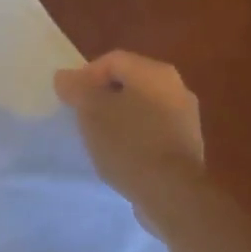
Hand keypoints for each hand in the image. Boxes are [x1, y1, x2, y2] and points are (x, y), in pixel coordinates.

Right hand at [54, 51, 204, 224]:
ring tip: (98, 138)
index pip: (112, 60)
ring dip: (118, 116)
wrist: (170, 191)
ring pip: (141, 107)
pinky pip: (152, 129)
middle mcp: (177, 87)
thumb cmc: (128, 143)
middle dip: (102, 96)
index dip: (85, 76)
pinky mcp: (186, 144)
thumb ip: (76, 89)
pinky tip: (121, 154)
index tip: (70, 101)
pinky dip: (134, 135)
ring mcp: (186, 117)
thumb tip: (64, 76)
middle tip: (81, 117)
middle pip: (129, 82)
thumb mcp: (91, 112)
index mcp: (155, 72)